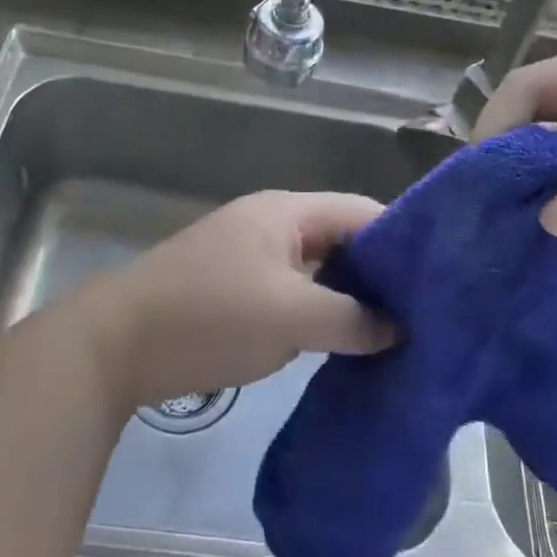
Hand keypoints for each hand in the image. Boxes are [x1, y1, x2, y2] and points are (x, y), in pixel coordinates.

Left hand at [79, 191, 394, 407]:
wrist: (115, 345)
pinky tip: (345, 344)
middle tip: (424, 313)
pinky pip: (295, 293)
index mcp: (288, 212)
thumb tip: (399, 327)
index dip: (403, 241)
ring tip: (395, 332)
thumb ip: (351, 319)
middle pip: (343, 239)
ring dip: (350, 297)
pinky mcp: (238, 290)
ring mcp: (253, 257)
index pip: (363, 212)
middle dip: (381, 274)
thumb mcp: (290, 317)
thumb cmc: (209, 316)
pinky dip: (321, 313)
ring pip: (319, 270)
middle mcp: (274, 225)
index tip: (441, 279)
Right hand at [475, 49, 556, 286]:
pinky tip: (551, 263)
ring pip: (553, 181)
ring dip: (533, 209)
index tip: (480, 176)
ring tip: (511, 248)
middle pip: (534, 134)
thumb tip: (548, 223)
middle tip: (487, 220)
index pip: (533, 86)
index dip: (499, 121)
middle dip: (507, 171)